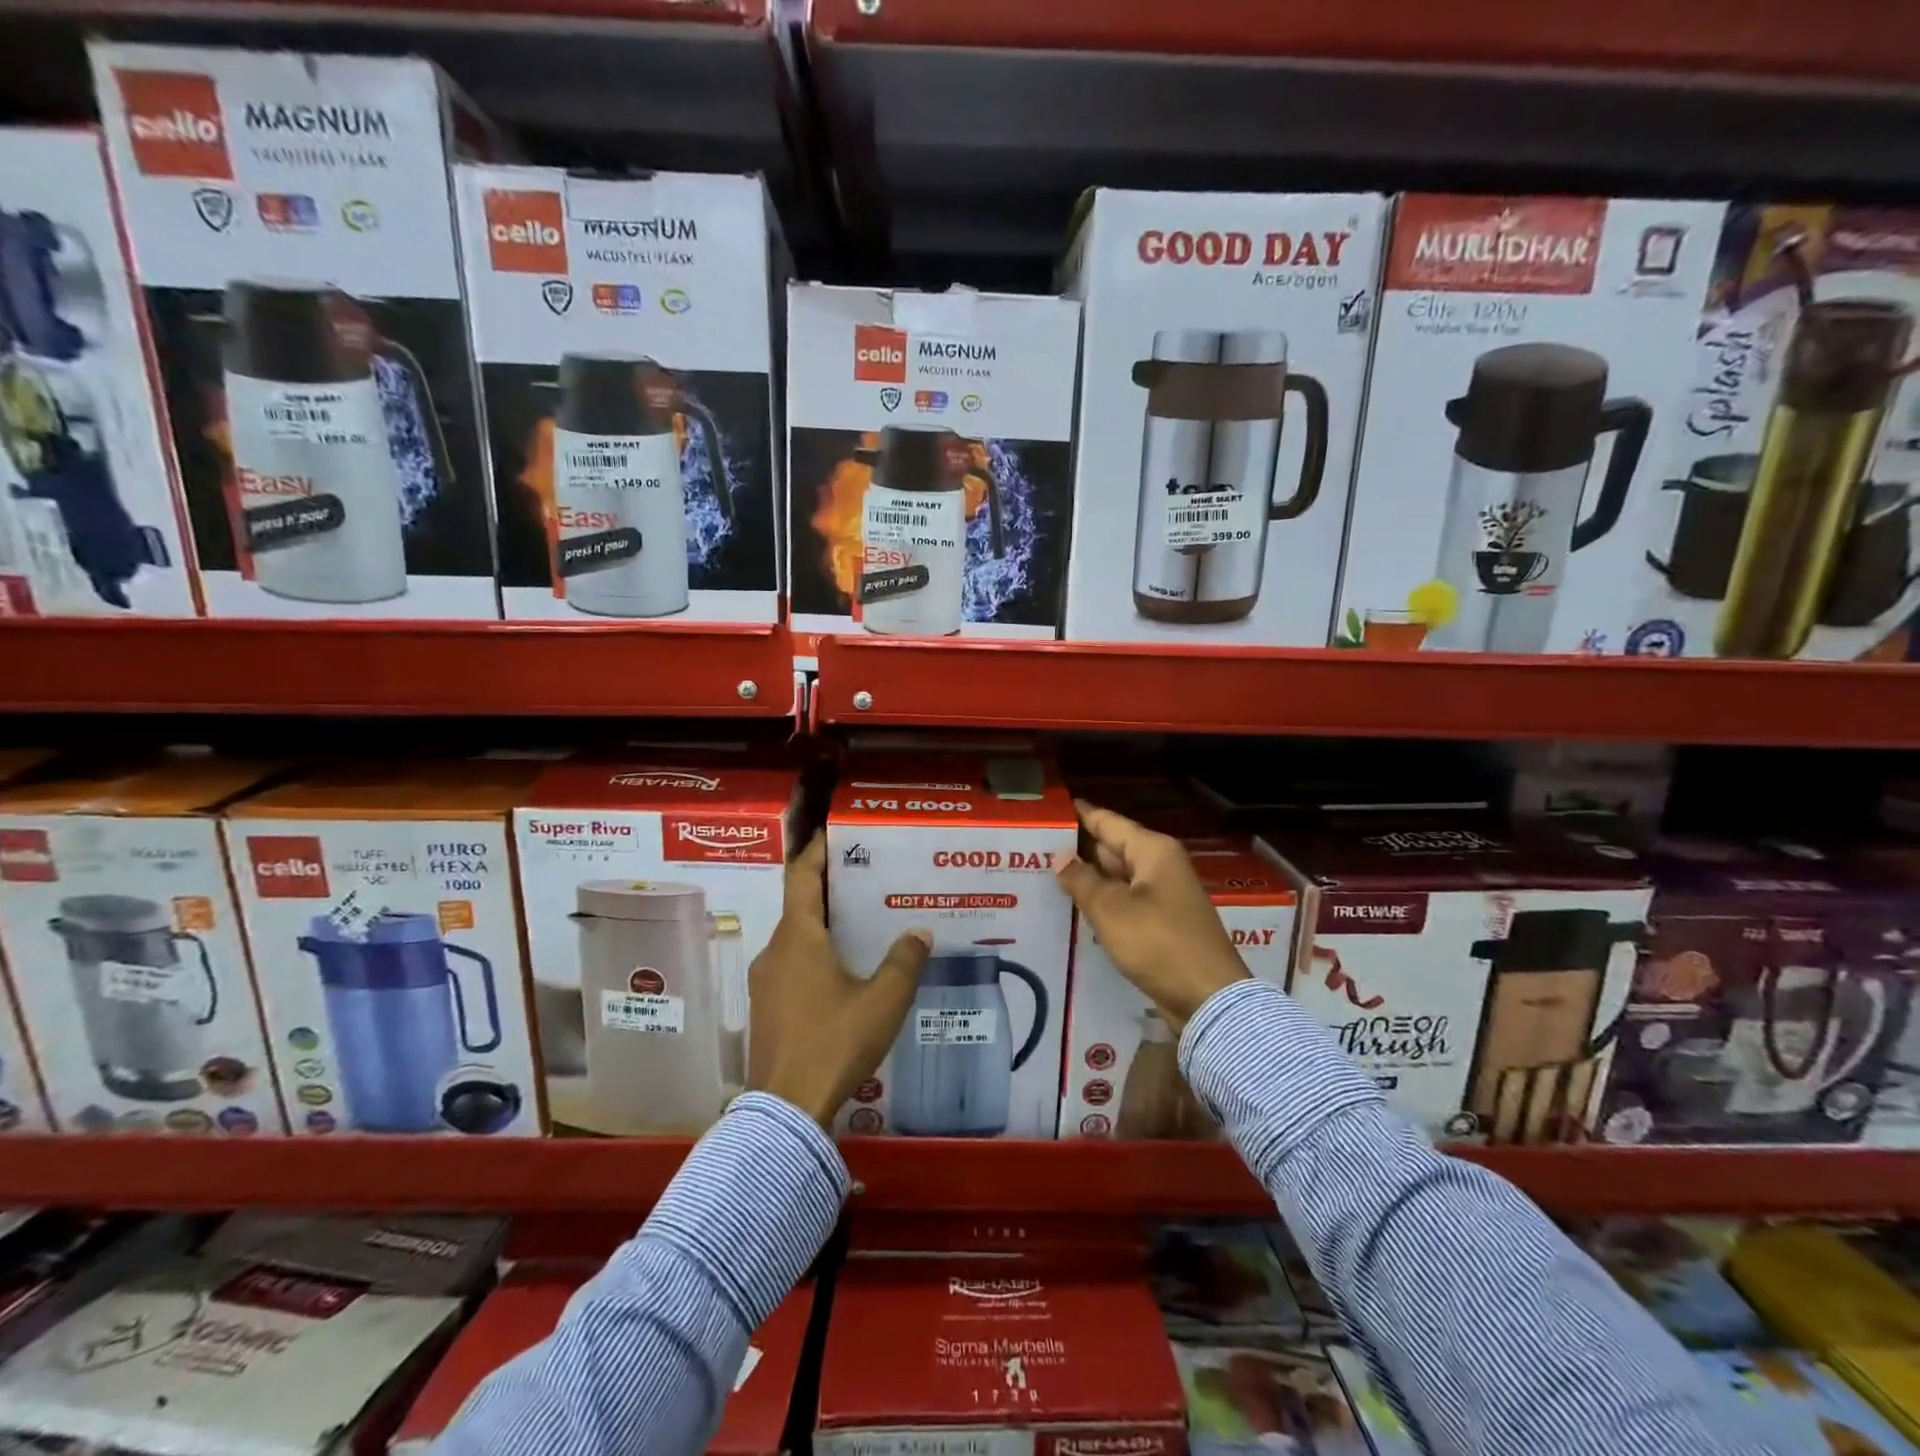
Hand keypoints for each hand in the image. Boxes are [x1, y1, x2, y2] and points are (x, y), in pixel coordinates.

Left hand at [748, 832, 932, 1127]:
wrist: (786, 1111)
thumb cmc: (834, 1041)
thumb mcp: (882, 1001)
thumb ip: (904, 962)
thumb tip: (920, 932)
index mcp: (798, 938)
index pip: (801, 877)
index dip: (815, 851)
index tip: (829, 832)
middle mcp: (775, 951)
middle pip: (799, 906)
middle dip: (827, 889)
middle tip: (862, 878)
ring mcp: (766, 982)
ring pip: (795, 938)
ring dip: (822, 925)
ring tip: (858, 923)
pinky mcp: (766, 1009)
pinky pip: (791, 965)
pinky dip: (814, 954)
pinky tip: (841, 971)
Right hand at [1056, 800, 1248, 1032]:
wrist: (1208, 999)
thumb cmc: (1159, 944)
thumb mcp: (1112, 910)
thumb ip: (1082, 880)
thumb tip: (1060, 857)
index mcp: (1153, 851)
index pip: (1107, 821)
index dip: (1078, 814)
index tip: (1048, 809)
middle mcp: (1160, 866)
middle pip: (1111, 847)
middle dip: (1077, 848)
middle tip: (1034, 847)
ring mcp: (1162, 896)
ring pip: (1116, 877)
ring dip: (1086, 878)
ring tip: (1043, 874)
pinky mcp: (1160, 923)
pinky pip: (1124, 903)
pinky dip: (1101, 902)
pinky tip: (1072, 907)